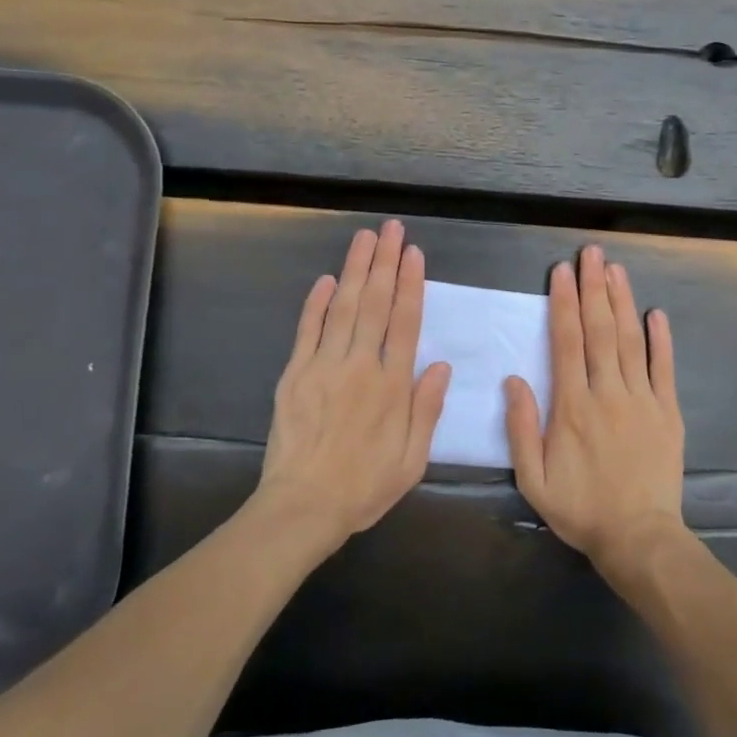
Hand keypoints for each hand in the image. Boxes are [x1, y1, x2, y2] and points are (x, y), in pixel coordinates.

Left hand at [256, 220, 451, 550]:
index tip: (414, 253)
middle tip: (391, 229)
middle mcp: (360, 366)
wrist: (302, 508)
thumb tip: (441, 365)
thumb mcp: (412, 460)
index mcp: (392, 386)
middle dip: (385, 262)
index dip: (411, 284)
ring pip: (344, 307)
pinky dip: (317, 302)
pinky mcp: (295, 374)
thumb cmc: (363, 487)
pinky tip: (328, 278)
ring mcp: (324, 366)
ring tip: (365, 238)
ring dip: (356, 269)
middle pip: (376, 303)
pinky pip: (308, 329)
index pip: (405, 322)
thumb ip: (427, 410)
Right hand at [506, 245, 687, 570]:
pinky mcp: (668, 411)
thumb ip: (522, 428)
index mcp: (573, 407)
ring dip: (622, 302)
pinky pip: (664, 368)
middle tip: (591, 253)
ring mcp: (642, 400)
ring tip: (615, 269)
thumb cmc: (581, 509)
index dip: (564, 304)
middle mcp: (608, 393)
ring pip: (630, 341)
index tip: (561, 272)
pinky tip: (656, 312)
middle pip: (600, 331)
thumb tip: (514, 378)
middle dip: (594, 288)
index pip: (567, 343)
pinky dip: (661, 339)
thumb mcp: (534, 480)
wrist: (639, 539)